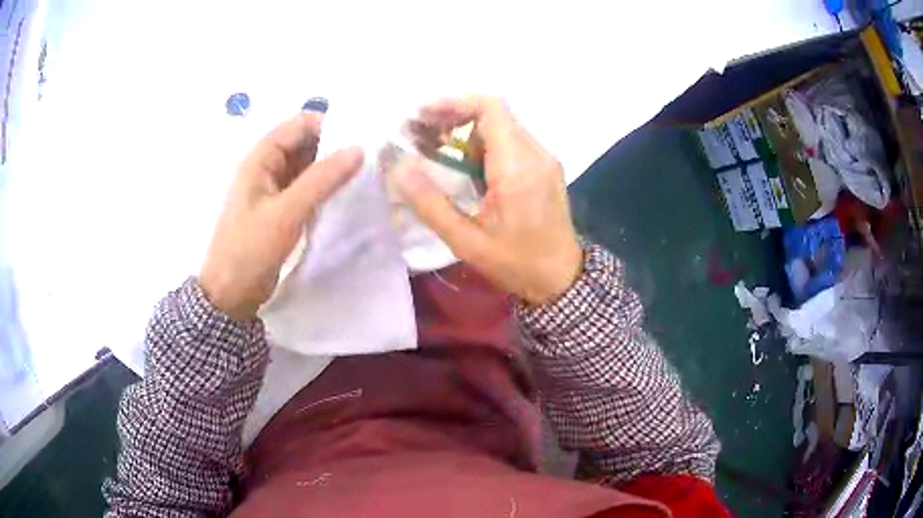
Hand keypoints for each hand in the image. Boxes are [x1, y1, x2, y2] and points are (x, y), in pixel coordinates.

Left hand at [199, 112, 362, 319]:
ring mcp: (274, 190)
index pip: (298, 125)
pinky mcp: (281, 210)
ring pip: (307, 167)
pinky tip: (346, 195)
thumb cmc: (250, 249)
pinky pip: (306, 189)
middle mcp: (267, 168)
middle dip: (333, 147)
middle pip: (304, 144)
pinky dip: (324, 188)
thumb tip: (358, 149)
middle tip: (368, 158)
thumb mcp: (286, 212)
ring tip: (364, 174)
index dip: (328, 126)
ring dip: (331, 169)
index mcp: (260, 159)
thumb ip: (321, 179)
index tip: (360, 137)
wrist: (232, 293)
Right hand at [390, 95, 581, 305]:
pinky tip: (470, 170)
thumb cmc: (516, 263)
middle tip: (424, 139)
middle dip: (454, 118)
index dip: (453, 103)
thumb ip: (430, 203)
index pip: (490, 108)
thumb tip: (398, 167)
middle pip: (493, 113)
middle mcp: (536, 153)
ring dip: (468, 133)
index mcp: (517, 167)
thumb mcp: (465, 241)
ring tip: (442, 157)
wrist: (561, 279)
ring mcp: (545, 158)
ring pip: (502, 126)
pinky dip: (485, 145)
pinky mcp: (546, 166)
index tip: (422, 117)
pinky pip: (512, 141)